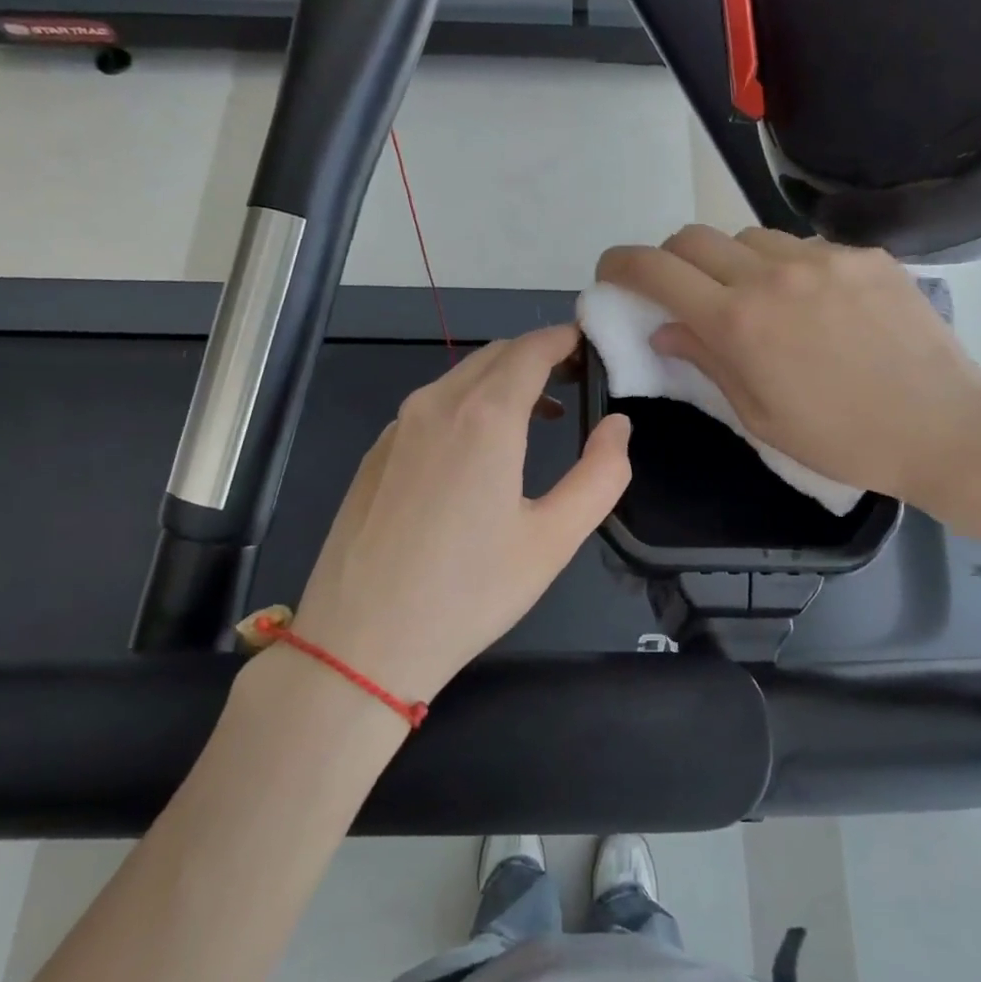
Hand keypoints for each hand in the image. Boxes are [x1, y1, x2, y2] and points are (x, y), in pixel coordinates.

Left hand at [284, 325, 631, 704]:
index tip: (592, 346)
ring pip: (459, 379)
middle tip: (575, 380)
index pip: (531, 349)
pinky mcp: (375, 454)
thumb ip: (601, 474)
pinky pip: (429, 408)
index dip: (565, 339)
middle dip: (538, 356)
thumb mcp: (554, 539)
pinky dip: (466, 406)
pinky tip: (477, 453)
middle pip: (494, 355)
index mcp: (484, 416)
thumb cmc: (469, 593)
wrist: (361, 642)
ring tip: (537, 416)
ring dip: (502, 382)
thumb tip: (619, 425)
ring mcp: (397, 428)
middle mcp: (435, 405)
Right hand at [596, 226, 980, 539]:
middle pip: (694, 237)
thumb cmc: (840, 439)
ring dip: (730, 261)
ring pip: (748, 235)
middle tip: (679, 291)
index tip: (610, 273)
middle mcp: (773, 274)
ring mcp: (823, 257)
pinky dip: (785, 266)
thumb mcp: (758, 416)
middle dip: (671, 260)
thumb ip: (706, 361)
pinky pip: (803, 246)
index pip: (657, 269)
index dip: (621, 264)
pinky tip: (812, 303)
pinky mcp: (864, 255)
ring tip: (753, 300)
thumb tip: (666, 329)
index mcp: (739, 322)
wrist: (943, 426)